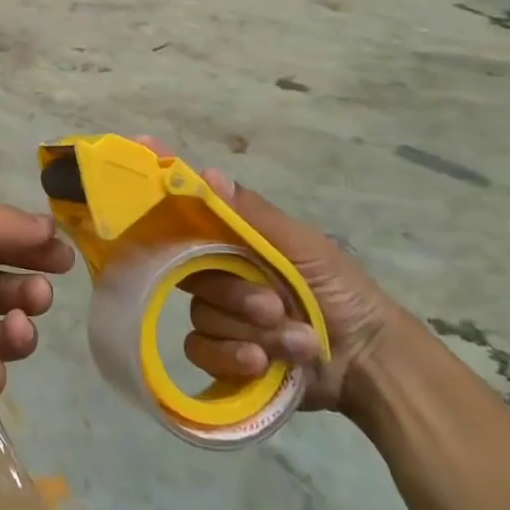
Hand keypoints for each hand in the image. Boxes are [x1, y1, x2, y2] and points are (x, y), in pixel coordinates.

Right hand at [139, 139, 404, 413]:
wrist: (370, 364)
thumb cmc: (340, 292)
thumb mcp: (304, 247)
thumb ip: (254, 217)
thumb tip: (207, 174)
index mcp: (235, 244)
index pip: (189, 214)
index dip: (164, 190)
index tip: (140, 145)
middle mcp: (220, 275)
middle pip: (191, 274)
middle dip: (235, 294)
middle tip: (274, 305)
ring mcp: (221, 317)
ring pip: (200, 316)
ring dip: (249, 330)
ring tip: (291, 339)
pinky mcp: (223, 357)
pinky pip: (201, 351)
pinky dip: (234, 358)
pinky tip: (264, 363)